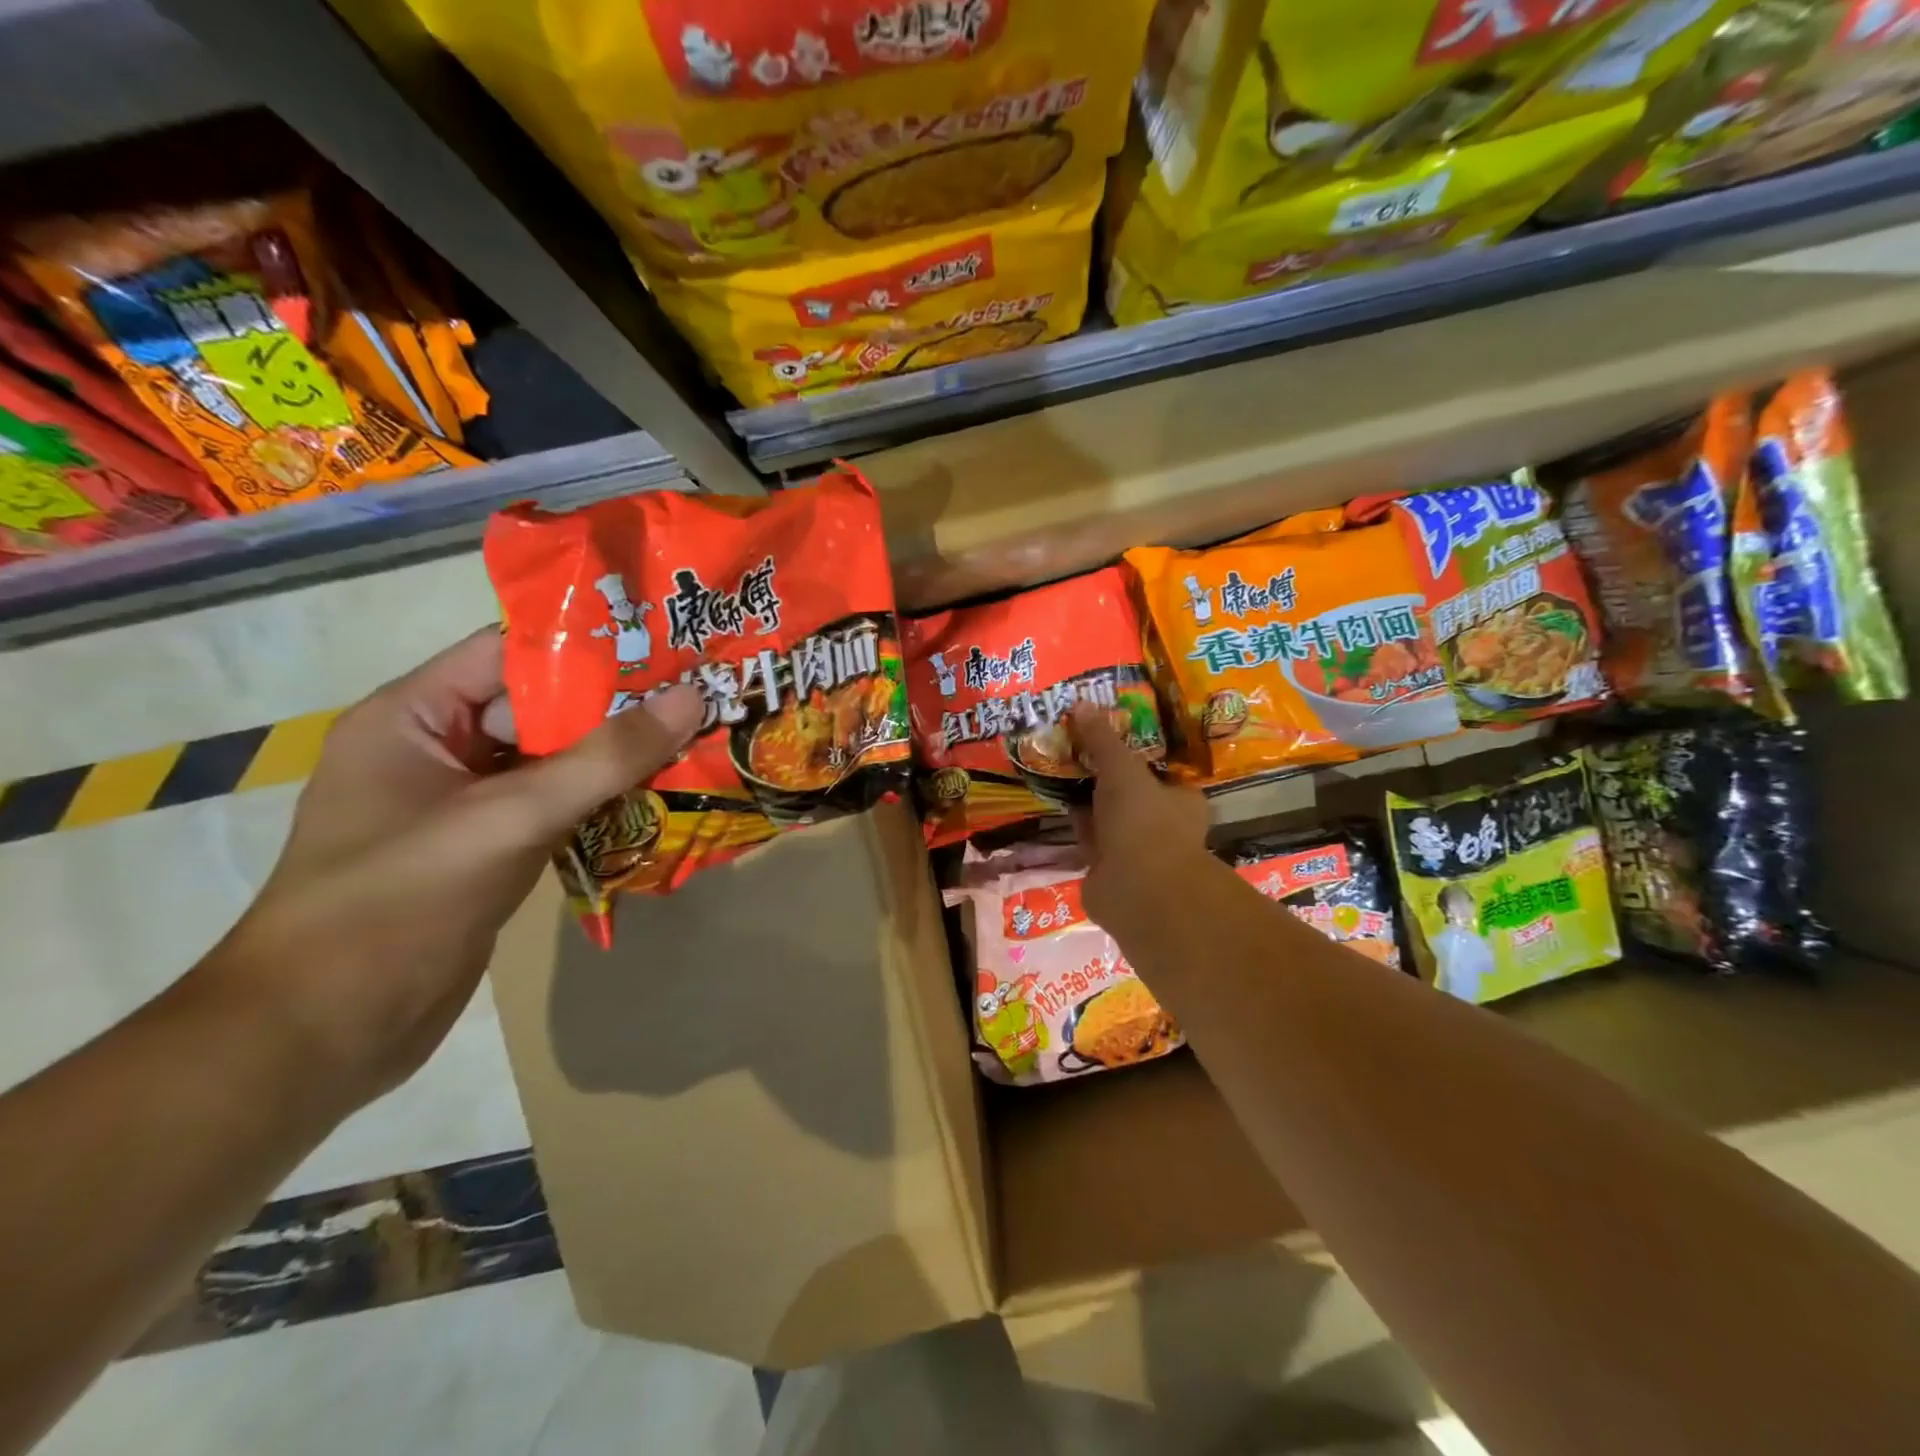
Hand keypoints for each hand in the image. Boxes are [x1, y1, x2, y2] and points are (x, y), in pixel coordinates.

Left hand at [196, 629, 701, 1111]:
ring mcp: (466, 803)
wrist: (325, 1035)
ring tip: (696, 739)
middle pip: (541, 707)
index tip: (667, 646)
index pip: (509, 654)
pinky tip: (660, 798)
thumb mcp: (509, 818)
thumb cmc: (399, 904)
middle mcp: (438, 748)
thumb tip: (692, 697)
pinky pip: (556, 806)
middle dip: (617, 705)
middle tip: (700, 694)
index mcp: (413, 716)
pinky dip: (603, 802)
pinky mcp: (490, 848)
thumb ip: (604, 758)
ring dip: (618, 757)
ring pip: (555, 760)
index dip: (587, 646)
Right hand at [1067, 701, 1211, 935]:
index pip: (1159, 772)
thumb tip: (1082, 702)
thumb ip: (1103, 739)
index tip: (1105, 737)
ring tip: (1058, 772)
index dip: (1133, 755)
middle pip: (1130, 795)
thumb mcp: (1123, 769)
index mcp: (1181, 801)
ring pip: (1108, 819)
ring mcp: (1136, 853)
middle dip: (1105, 778)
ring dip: (1087, 803)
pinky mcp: (1108, 873)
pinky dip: (1074, 826)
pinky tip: (1054, 807)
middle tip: (1074, 750)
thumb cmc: (1145, 822)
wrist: (1138, 891)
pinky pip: (1088, 840)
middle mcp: (1163, 827)